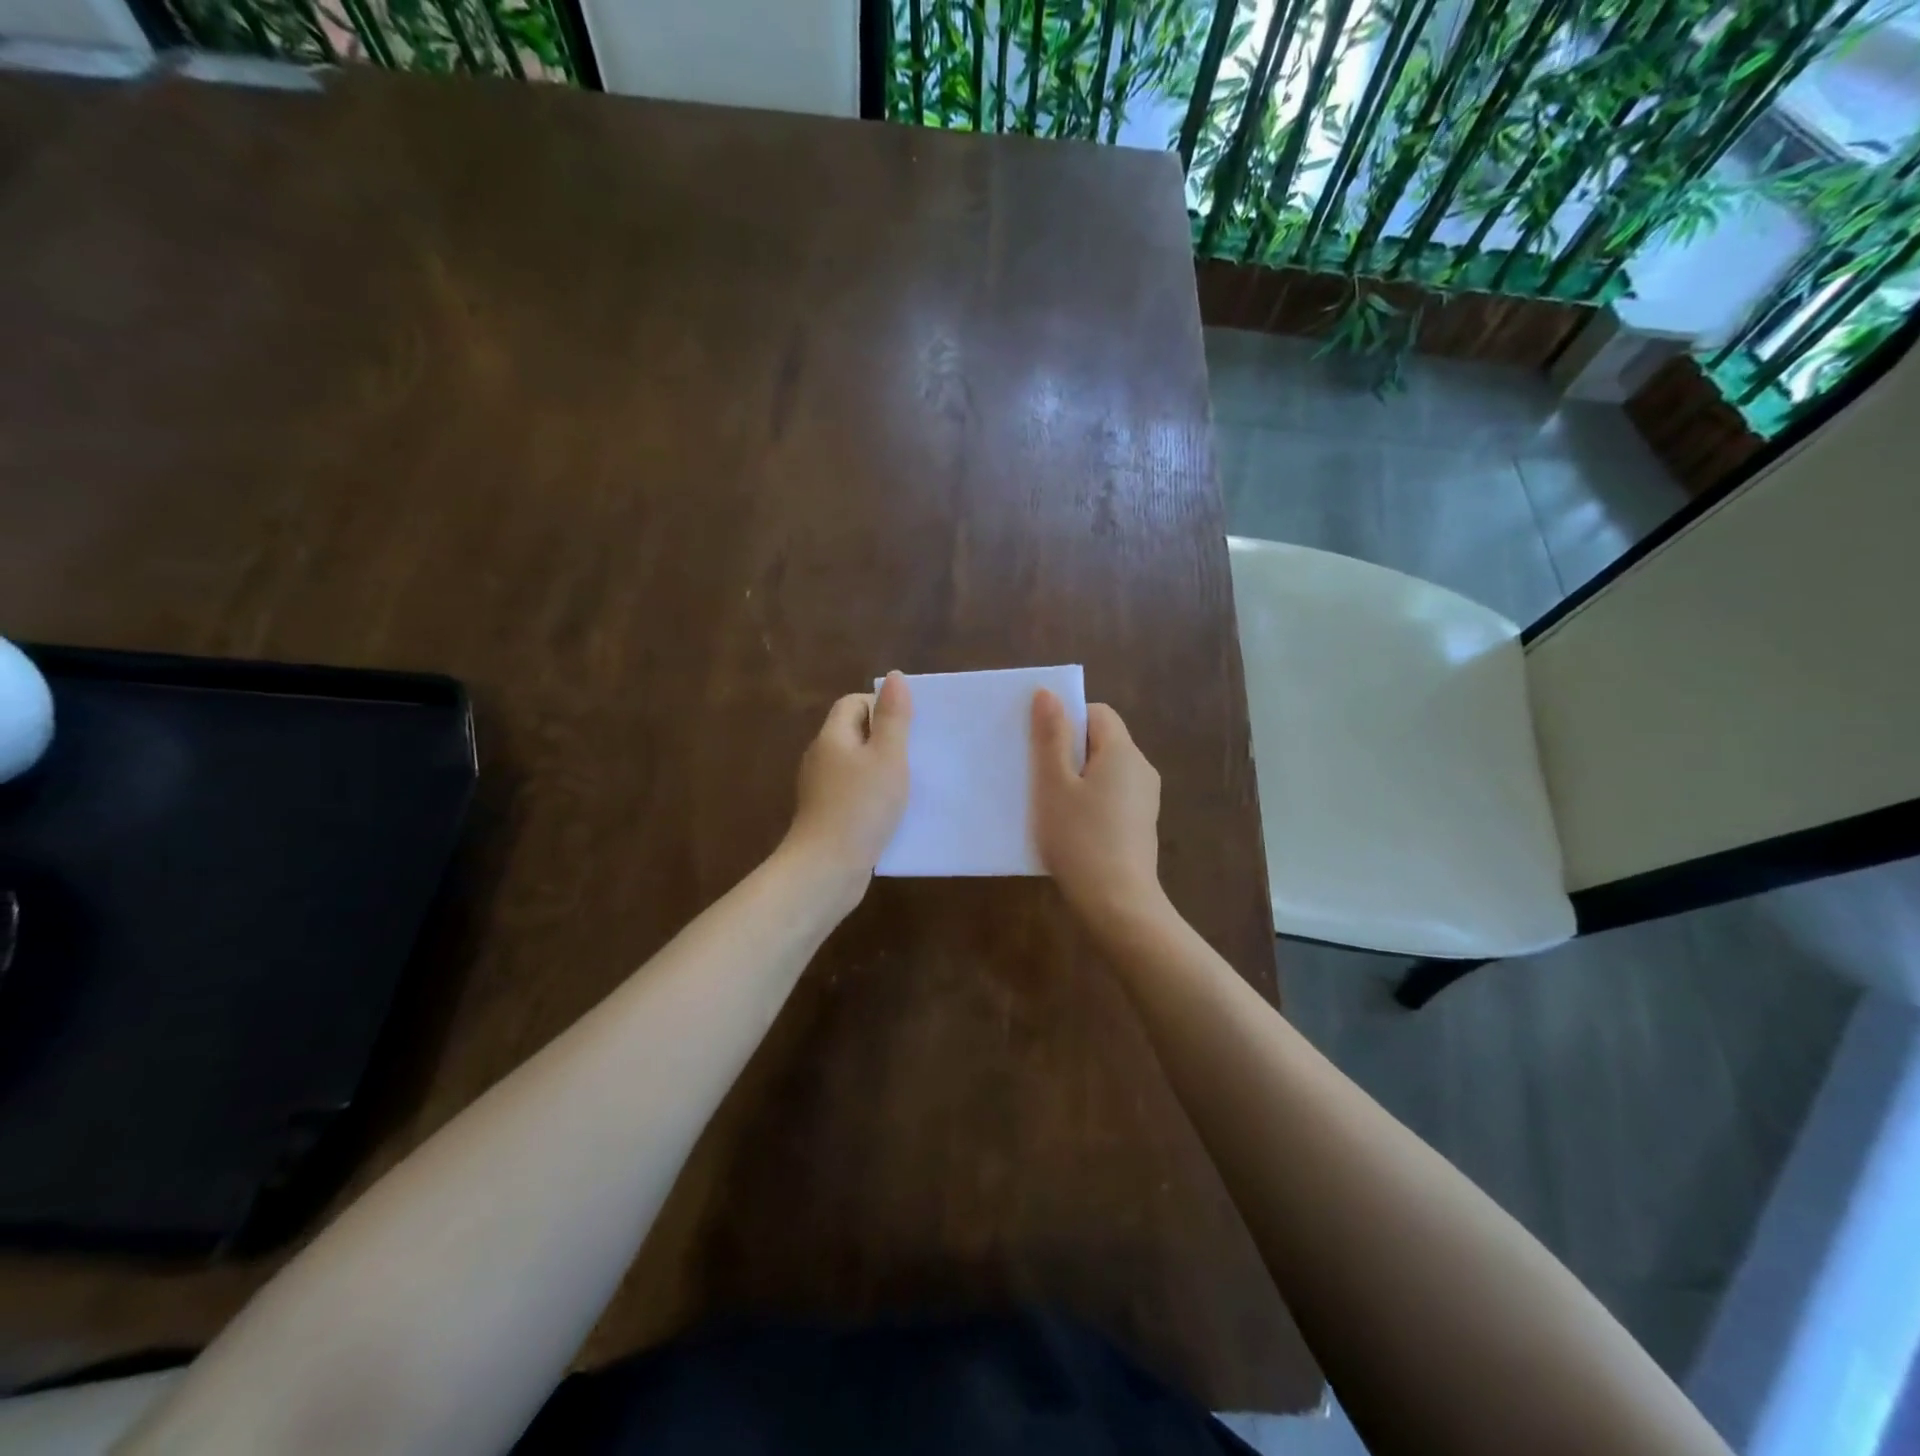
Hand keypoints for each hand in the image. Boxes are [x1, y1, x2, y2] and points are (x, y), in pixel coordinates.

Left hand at [784, 671, 912, 895]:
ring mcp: (821, 789)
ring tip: (911, 781)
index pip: (853, 703)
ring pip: (856, 765)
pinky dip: (873, 794)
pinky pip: (854, 792)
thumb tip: (894, 677)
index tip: (910, 725)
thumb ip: (894, 717)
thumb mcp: (887, 757)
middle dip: (886, 738)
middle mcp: (821, 758)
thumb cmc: (861, 806)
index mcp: (832, 737)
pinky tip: (893, 811)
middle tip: (917, 752)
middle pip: (855, 733)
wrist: (827, 868)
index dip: (881, 706)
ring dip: (882, 769)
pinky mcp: (827, 816)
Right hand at [1030, 690, 1162, 921]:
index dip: (1067, 719)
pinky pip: (1112, 795)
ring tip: (1048, 802)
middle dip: (1068, 750)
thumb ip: (1051, 737)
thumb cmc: (1079, 839)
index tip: (1039, 744)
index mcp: (1123, 751)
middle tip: (1036, 773)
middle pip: (1102, 740)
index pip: (1097, 712)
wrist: (1118, 904)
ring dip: (1077, 777)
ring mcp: (1145, 798)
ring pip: (1105, 770)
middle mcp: (1141, 768)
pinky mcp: (1141, 824)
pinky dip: (1090, 800)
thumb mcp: (1054, 784)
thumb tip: (1049, 692)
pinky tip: (1070, 826)